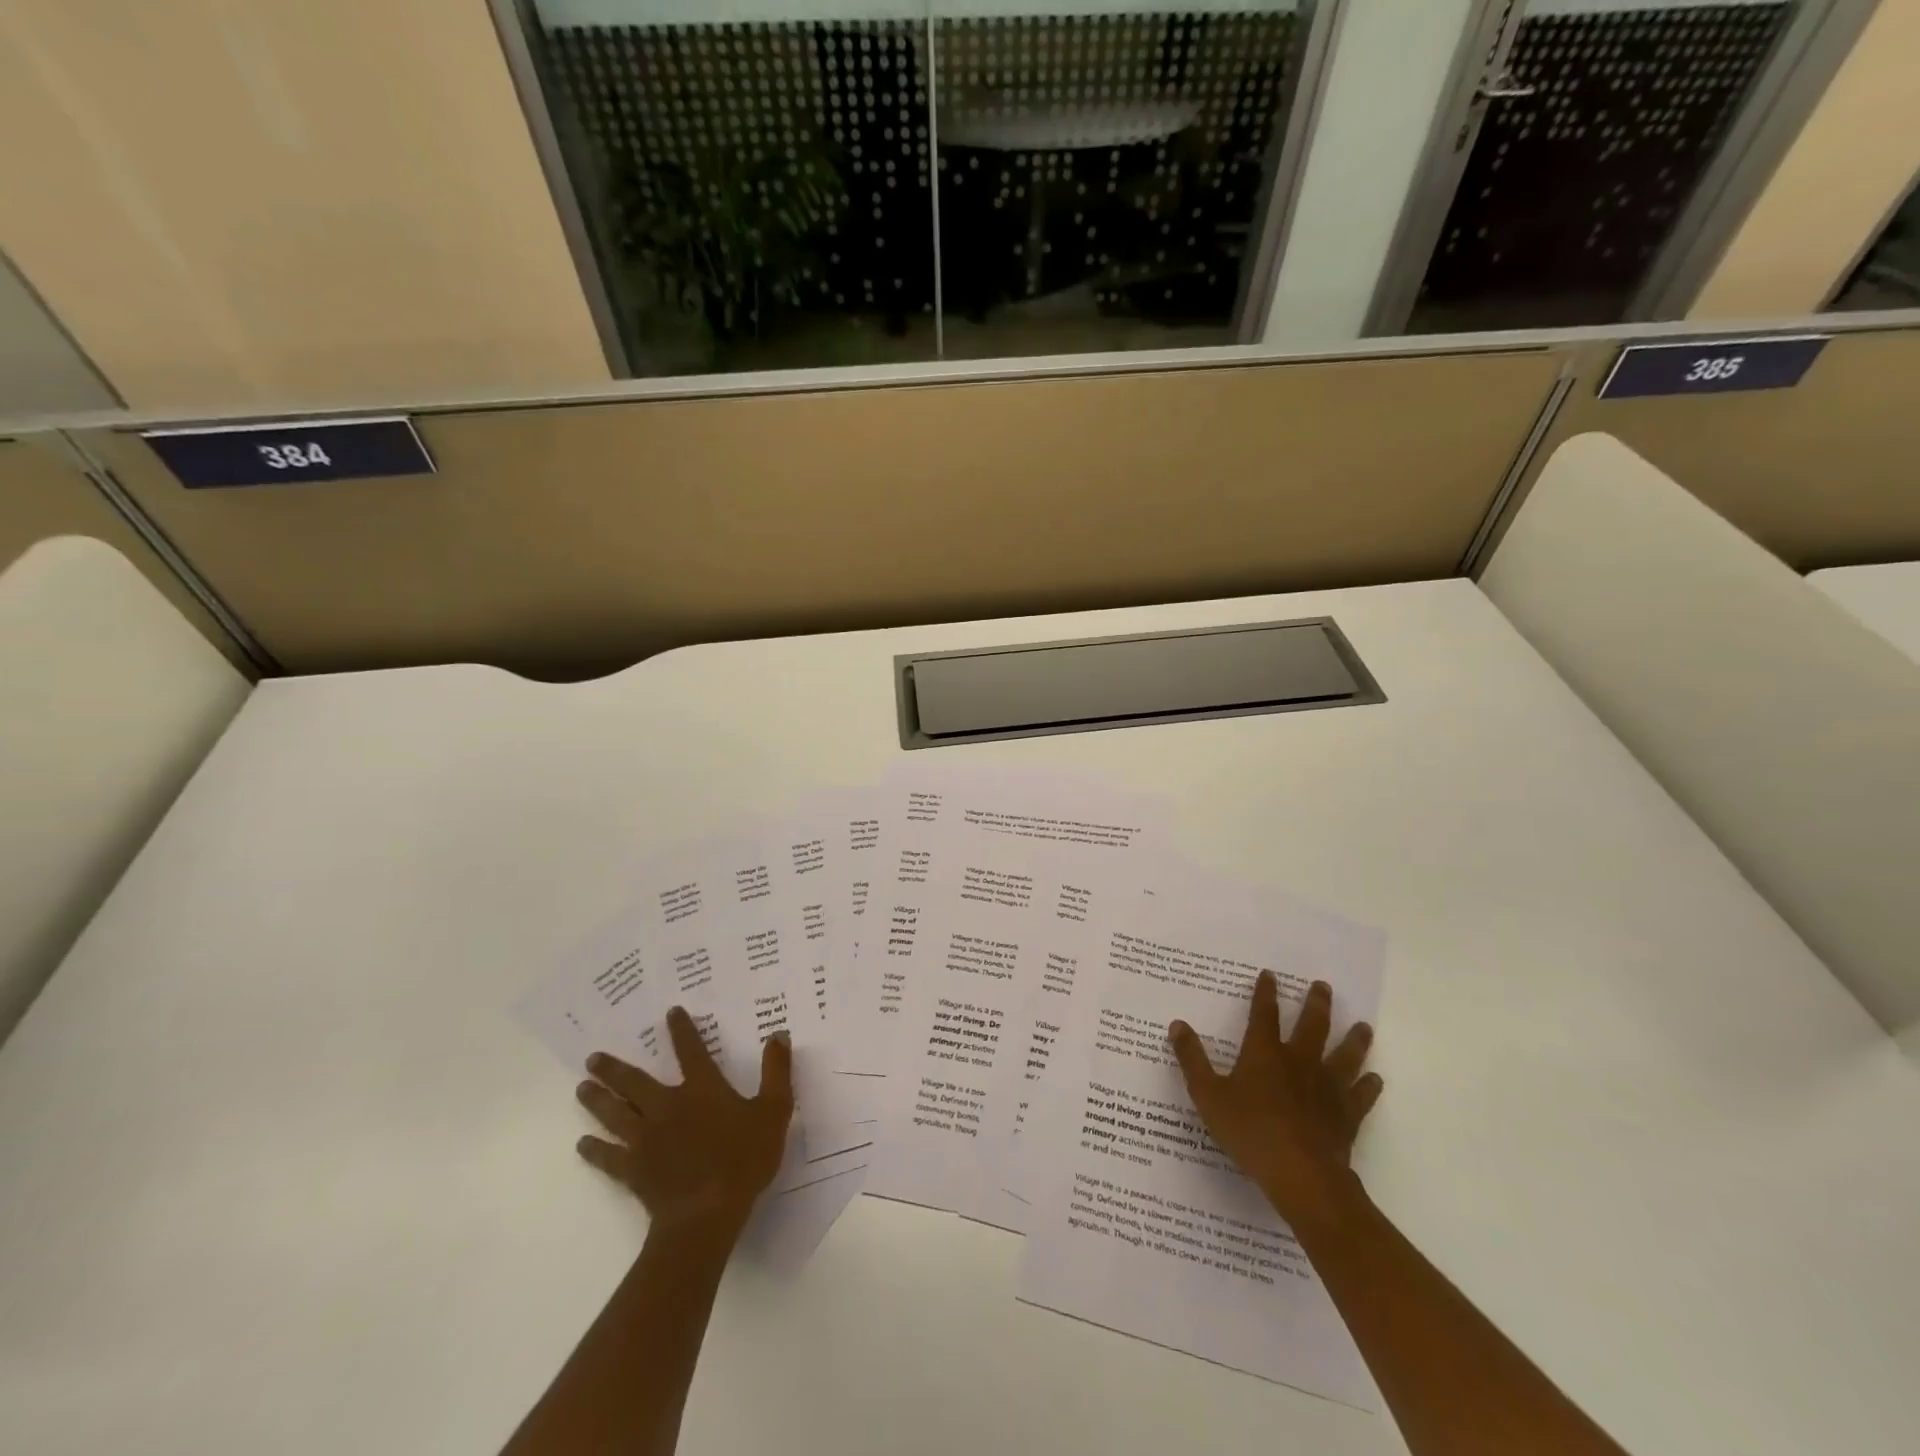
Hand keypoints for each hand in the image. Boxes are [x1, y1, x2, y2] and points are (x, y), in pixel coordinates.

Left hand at [575, 1006, 793, 1239]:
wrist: (706, 1214)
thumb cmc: (743, 1160)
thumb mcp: (774, 1111)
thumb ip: (776, 1071)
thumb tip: (778, 1034)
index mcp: (702, 1089)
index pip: (690, 1051)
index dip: (681, 1030)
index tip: (670, 1012)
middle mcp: (668, 1106)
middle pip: (635, 1082)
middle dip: (614, 1068)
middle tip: (593, 1058)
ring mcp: (646, 1138)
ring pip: (616, 1113)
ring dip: (598, 1100)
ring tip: (581, 1088)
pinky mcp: (633, 1169)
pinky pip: (609, 1156)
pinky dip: (594, 1149)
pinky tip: (582, 1144)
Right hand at [1168, 974, 1381, 1230]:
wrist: (1301, 1174)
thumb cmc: (1250, 1131)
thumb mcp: (1208, 1095)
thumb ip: (1192, 1059)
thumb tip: (1178, 1024)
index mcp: (1264, 1054)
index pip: (1264, 1014)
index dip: (1266, 993)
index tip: (1270, 975)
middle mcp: (1299, 1062)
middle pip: (1312, 1026)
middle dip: (1316, 1004)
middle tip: (1323, 986)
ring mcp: (1326, 1088)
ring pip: (1344, 1055)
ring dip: (1354, 1039)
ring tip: (1363, 1026)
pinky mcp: (1345, 1115)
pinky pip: (1360, 1096)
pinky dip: (1368, 1086)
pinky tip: (1375, 1079)